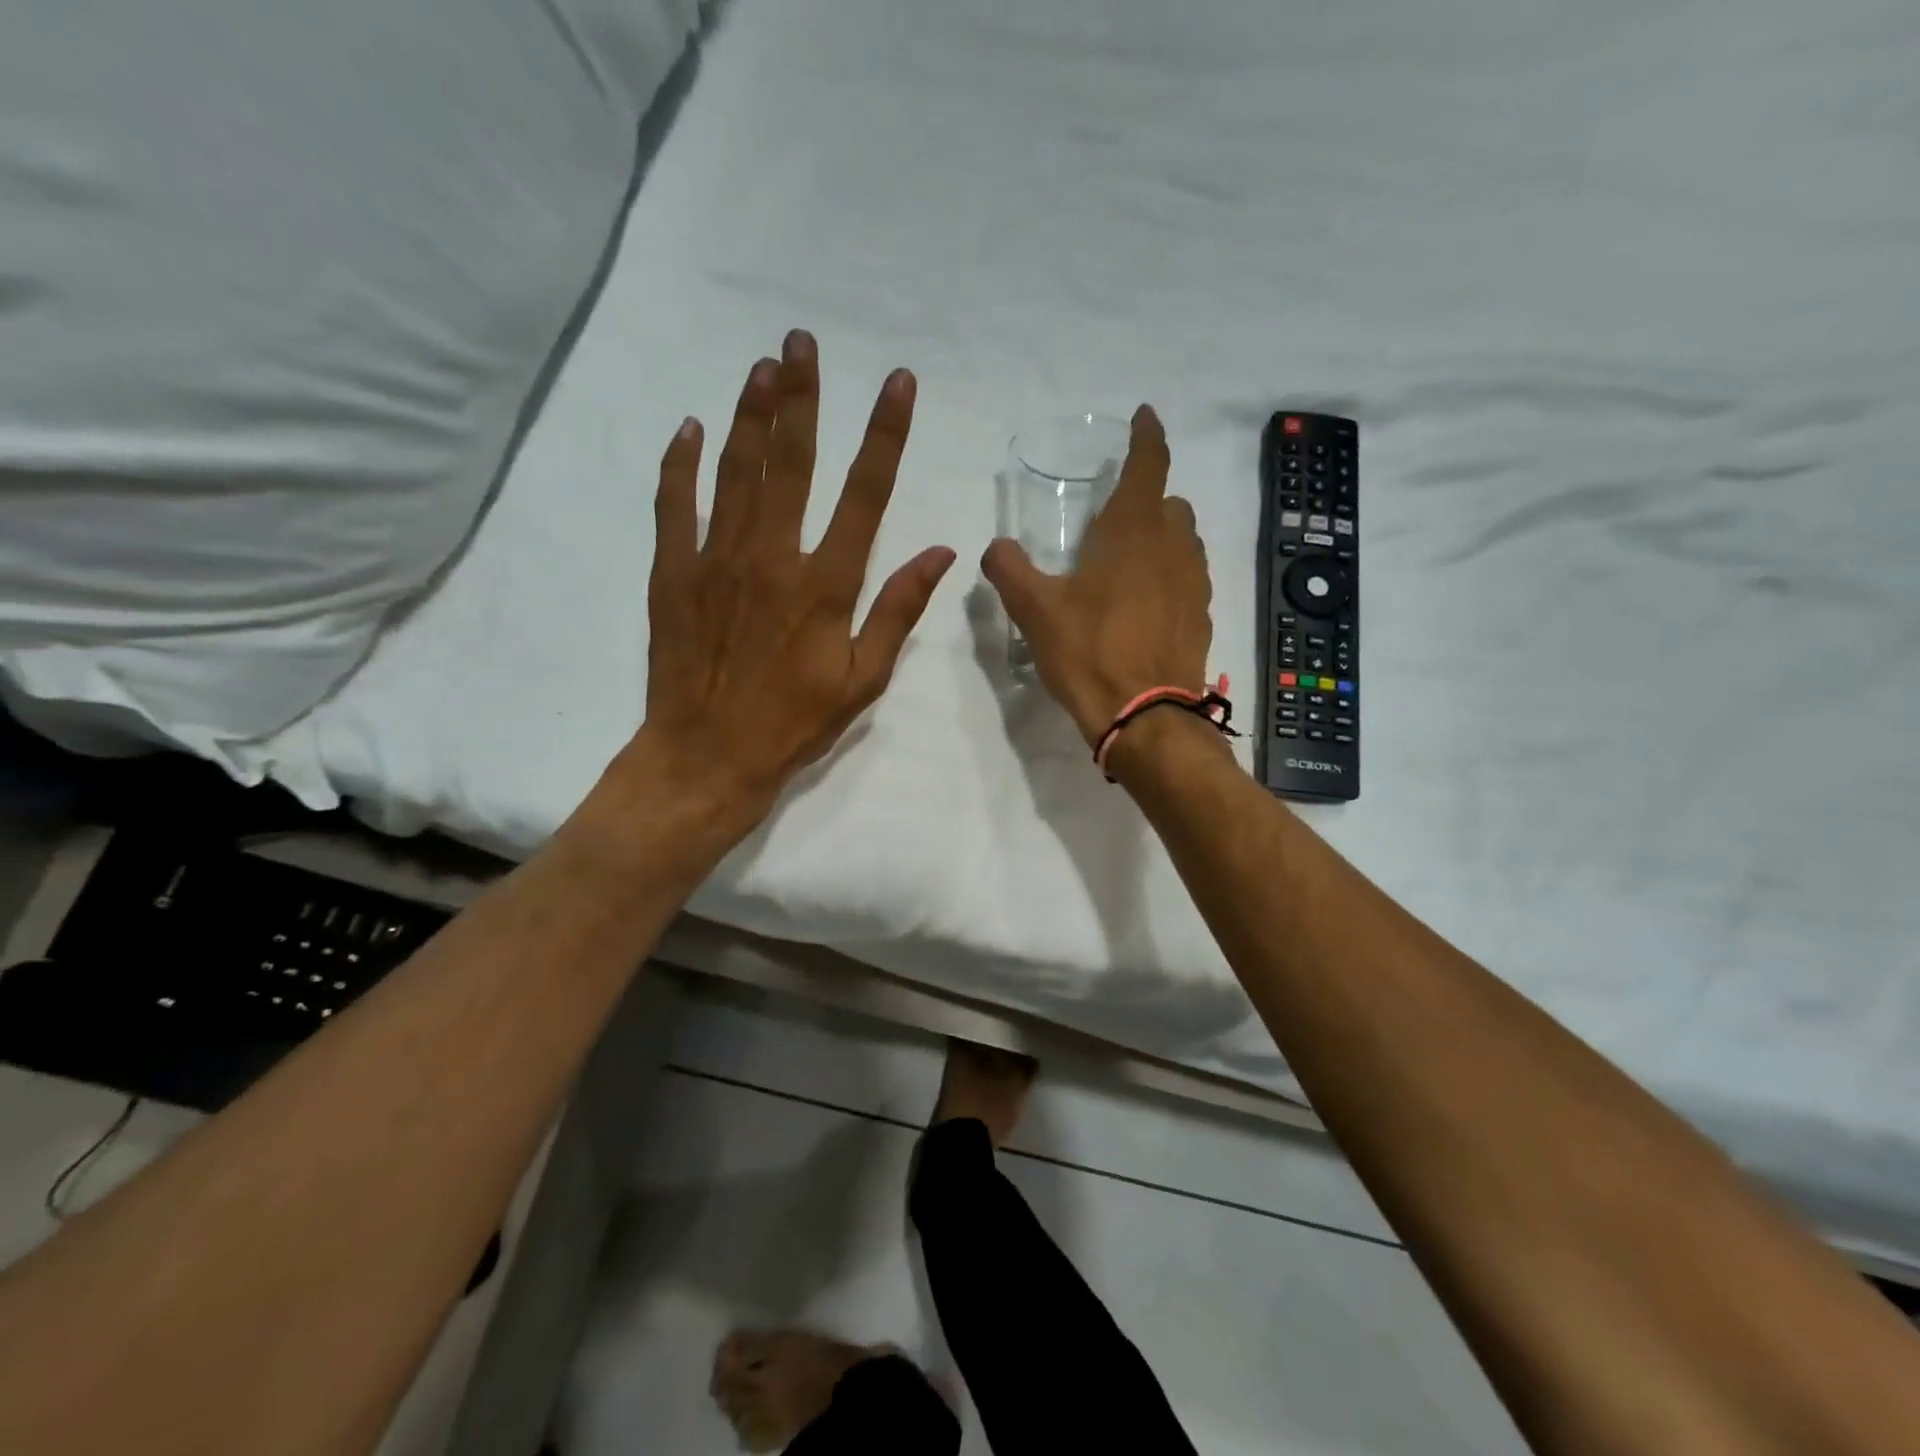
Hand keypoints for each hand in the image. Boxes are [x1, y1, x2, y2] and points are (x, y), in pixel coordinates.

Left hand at [629, 329, 954, 826]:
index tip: (897, 383)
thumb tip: (941, 551)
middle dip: (801, 395)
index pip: (865, 493)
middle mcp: (772, 556)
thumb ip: (898, 610)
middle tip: (802, 340)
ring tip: (762, 365)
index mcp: (826, 584)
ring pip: (735, 470)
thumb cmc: (794, 723)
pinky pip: (675, 504)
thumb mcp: (863, 679)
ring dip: (750, 413)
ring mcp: (716, 559)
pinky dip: (681, 463)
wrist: (707, 756)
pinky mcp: (673, 573)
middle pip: (790, 460)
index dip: (884, 433)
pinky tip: (690, 427)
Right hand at [981, 406, 1212, 744]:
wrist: (1146, 717)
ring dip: (1162, 537)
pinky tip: (1145, 604)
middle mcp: (1173, 547)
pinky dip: (1170, 576)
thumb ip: (1009, 569)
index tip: (1144, 416)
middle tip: (1115, 518)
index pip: (1149, 463)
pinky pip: (1189, 579)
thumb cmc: (1089, 652)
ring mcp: (1195, 584)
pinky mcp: (1202, 618)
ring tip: (1130, 561)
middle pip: (1170, 504)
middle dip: (1148, 499)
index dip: (1147, 435)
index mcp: (1133, 531)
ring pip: (1184, 541)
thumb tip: (996, 547)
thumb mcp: (1035, 610)